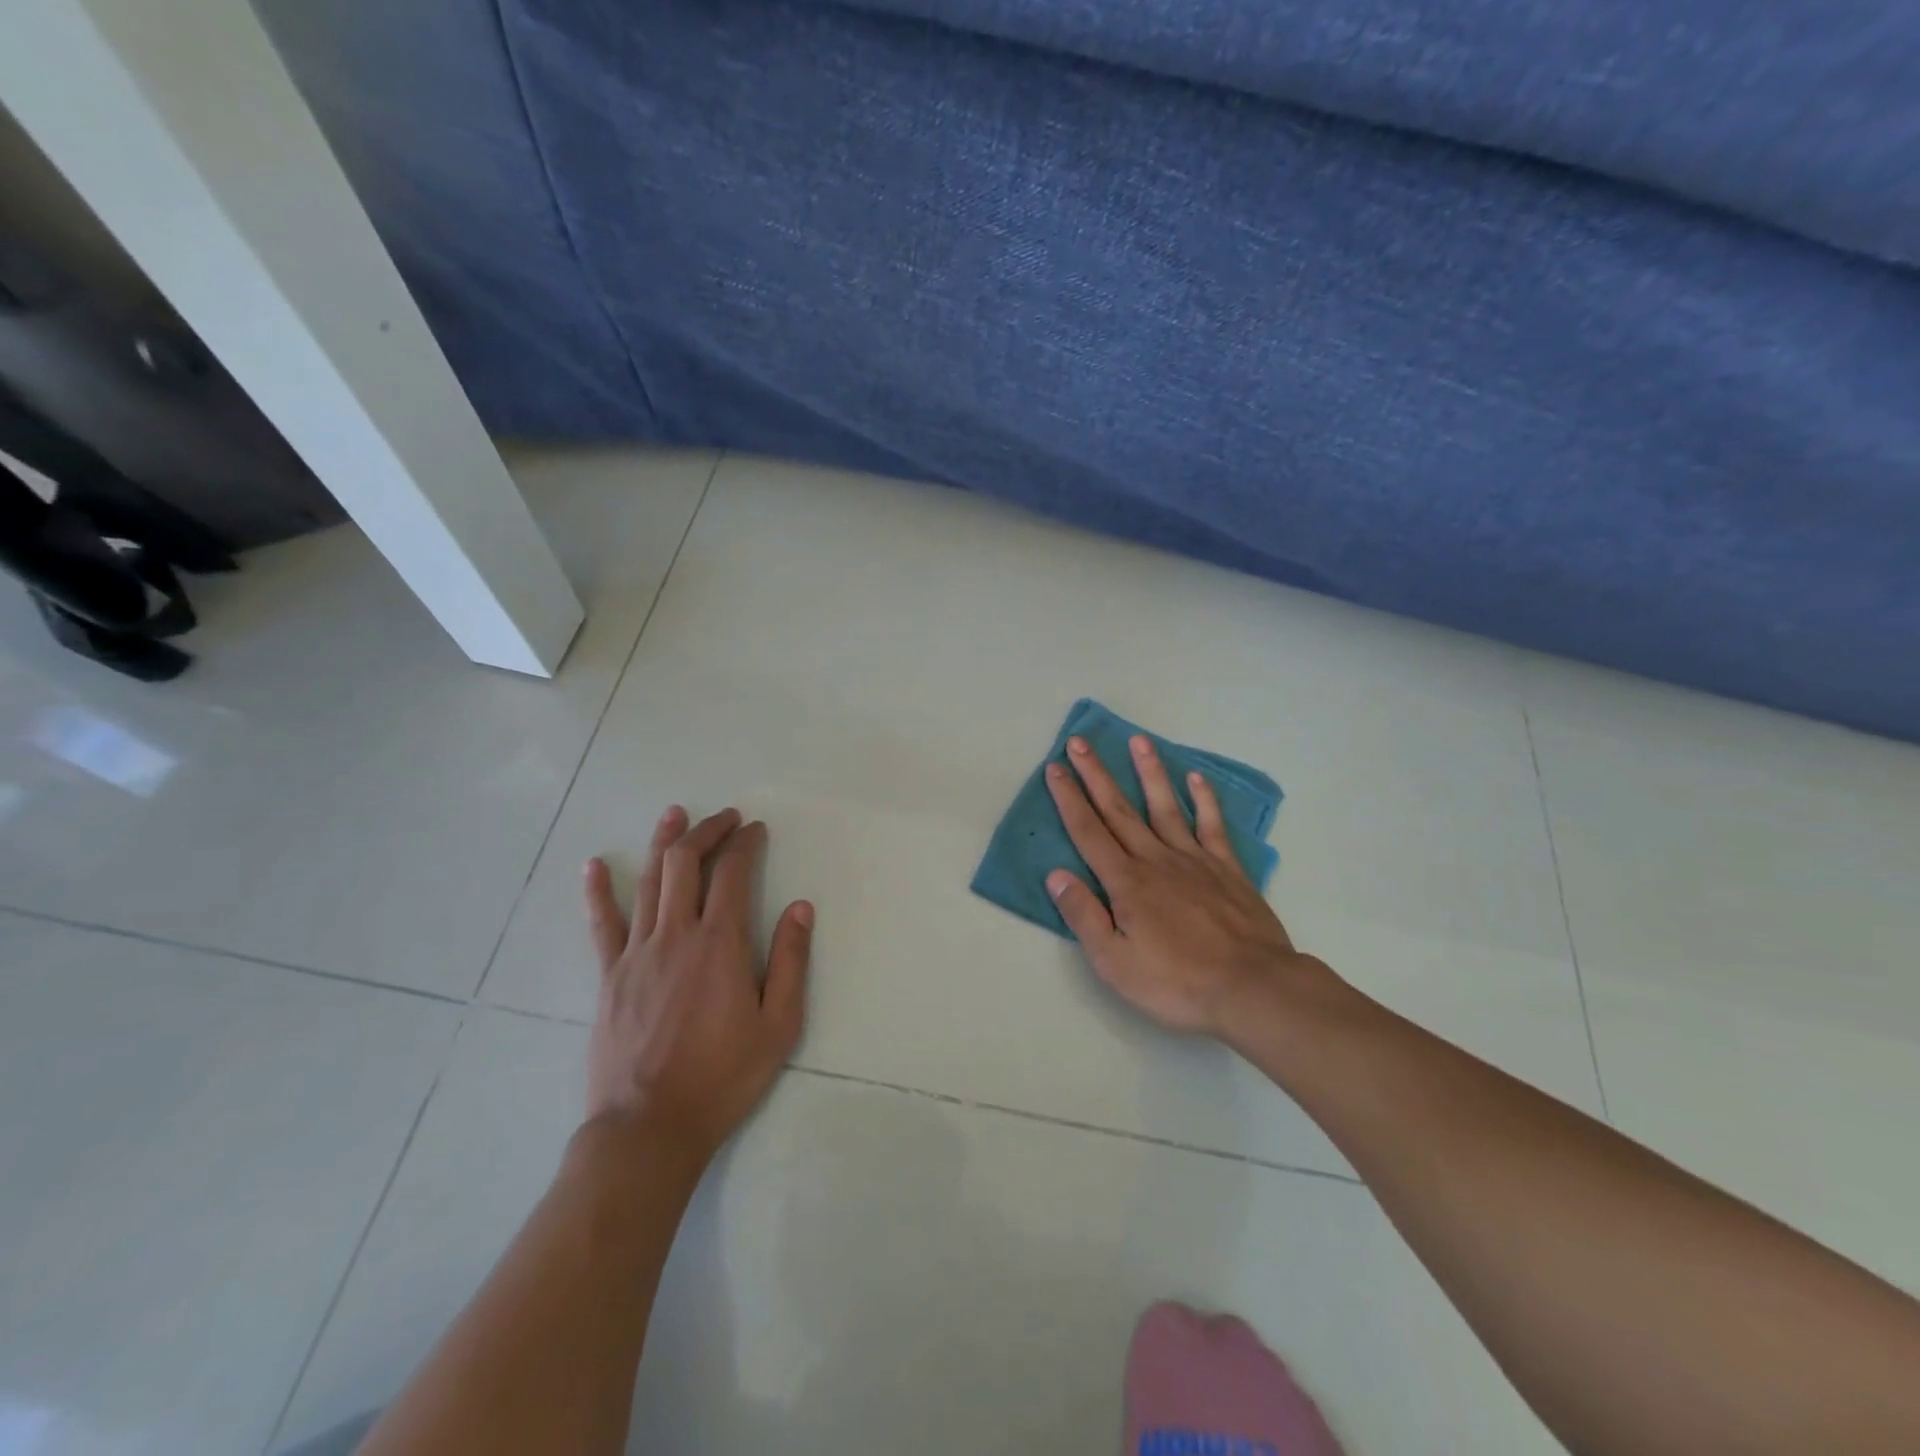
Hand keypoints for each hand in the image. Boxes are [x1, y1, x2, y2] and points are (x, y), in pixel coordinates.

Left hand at [581, 806, 813, 1165]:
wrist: (649, 1127)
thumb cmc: (723, 1077)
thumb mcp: (779, 1025)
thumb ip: (791, 961)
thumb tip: (800, 907)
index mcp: (720, 944)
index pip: (732, 873)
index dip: (745, 843)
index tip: (755, 830)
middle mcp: (676, 935)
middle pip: (686, 863)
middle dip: (706, 831)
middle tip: (724, 817)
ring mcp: (636, 953)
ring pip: (649, 882)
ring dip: (663, 842)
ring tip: (675, 814)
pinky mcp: (609, 976)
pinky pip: (602, 924)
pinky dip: (598, 891)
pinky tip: (594, 865)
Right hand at [1045, 734, 1326, 1037]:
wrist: (1252, 989)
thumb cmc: (1177, 983)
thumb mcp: (1114, 963)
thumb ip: (1084, 916)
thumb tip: (1056, 875)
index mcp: (1125, 883)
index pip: (1088, 832)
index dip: (1069, 799)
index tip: (1055, 768)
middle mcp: (1156, 860)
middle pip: (1119, 810)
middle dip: (1096, 775)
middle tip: (1079, 743)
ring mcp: (1194, 860)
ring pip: (1165, 807)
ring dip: (1148, 772)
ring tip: (1138, 740)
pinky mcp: (1227, 869)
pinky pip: (1211, 826)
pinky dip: (1204, 800)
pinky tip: (1196, 779)